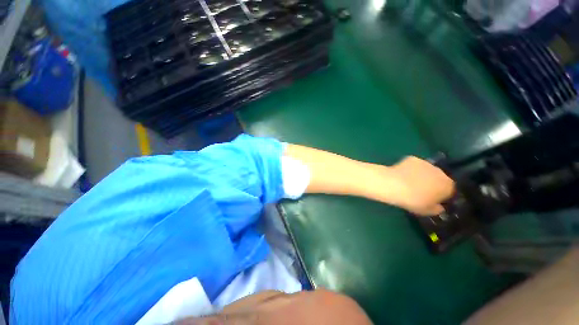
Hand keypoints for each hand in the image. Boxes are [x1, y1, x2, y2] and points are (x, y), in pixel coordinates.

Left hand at [384, 156, 454, 215]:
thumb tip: (439, 207)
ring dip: (422, 175)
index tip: (432, 199)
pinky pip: (414, 165)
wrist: (394, 184)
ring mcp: (426, 163)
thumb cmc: (412, 200)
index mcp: (448, 186)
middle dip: (432, 183)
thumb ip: (436, 209)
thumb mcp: (426, 211)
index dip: (441, 195)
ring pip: (427, 170)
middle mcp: (441, 172)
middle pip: (439, 178)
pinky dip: (411, 168)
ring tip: (409, 182)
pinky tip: (402, 174)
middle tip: (419, 190)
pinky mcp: (413, 158)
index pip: (449, 191)